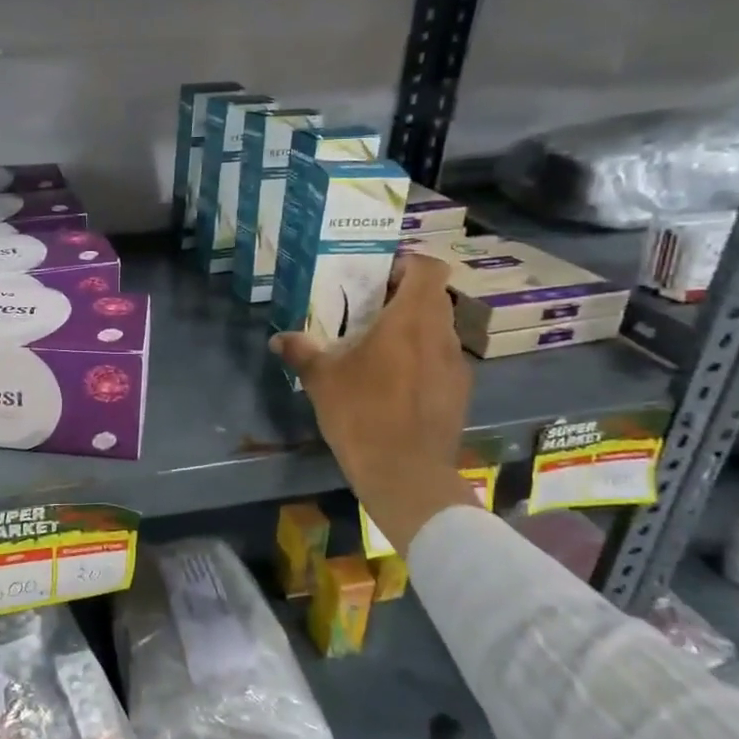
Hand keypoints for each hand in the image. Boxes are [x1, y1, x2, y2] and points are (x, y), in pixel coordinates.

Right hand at [270, 255, 476, 559]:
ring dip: (414, 329)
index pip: (428, 268)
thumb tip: (278, 339)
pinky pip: (441, 359)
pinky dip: (422, 358)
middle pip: (433, 297)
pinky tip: (396, 383)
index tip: (379, 276)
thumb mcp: (321, 380)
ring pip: (439, 329)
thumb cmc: (362, 414)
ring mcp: (456, 364)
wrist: (405, 474)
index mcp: (410, 320)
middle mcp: (441, 334)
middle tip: (370, 310)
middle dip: (403, 296)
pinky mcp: (460, 392)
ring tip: (380, 348)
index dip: (406, 264)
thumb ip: (302, 351)